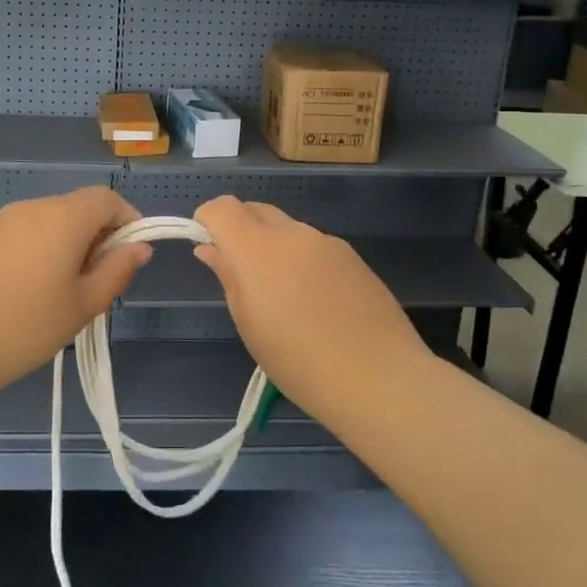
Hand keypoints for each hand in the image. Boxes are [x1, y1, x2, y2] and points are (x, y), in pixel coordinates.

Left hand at [0, 186, 150, 399]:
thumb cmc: (24, 327)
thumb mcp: (83, 305)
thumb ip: (117, 271)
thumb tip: (139, 247)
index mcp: (63, 216)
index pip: (107, 198)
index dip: (128, 220)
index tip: (131, 257)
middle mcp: (34, 207)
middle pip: (80, 207)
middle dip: (100, 236)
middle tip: (100, 283)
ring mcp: (5, 220)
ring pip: (54, 220)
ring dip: (72, 244)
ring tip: (67, 293)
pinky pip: (29, 231)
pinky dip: (45, 249)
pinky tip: (35, 291)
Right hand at [193, 196, 427, 414]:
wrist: (379, 379)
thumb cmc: (299, 361)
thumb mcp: (249, 324)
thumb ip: (228, 276)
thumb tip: (211, 248)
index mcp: (258, 249)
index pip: (223, 207)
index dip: (208, 219)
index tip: (206, 244)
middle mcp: (293, 233)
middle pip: (256, 210)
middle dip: (239, 228)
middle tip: (239, 271)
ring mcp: (327, 242)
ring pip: (287, 229)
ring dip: (272, 246)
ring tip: (282, 296)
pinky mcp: (353, 256)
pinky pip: (314, 246)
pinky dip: (301, 260)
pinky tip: (315, 302)